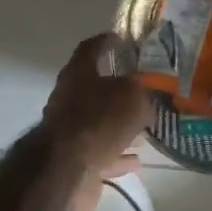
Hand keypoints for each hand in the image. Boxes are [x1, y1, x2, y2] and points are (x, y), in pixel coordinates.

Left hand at [41, 34, 148, 185]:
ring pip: (100, 122)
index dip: (107, 41)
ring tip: (145, 126)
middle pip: (95, 87)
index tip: (124, 40)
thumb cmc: (99, 120)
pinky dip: (118, 154)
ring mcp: (70, 130)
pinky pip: (101, 152)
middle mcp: (69, 98)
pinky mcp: (74, 159)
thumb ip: (143, 90)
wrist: (65, 170)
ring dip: (120, 124)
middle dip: (119, 89)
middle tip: (145, 90)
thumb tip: (147, 93)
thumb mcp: (133, 96)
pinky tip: (137, 159)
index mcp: (78, 73)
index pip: (91, 48)